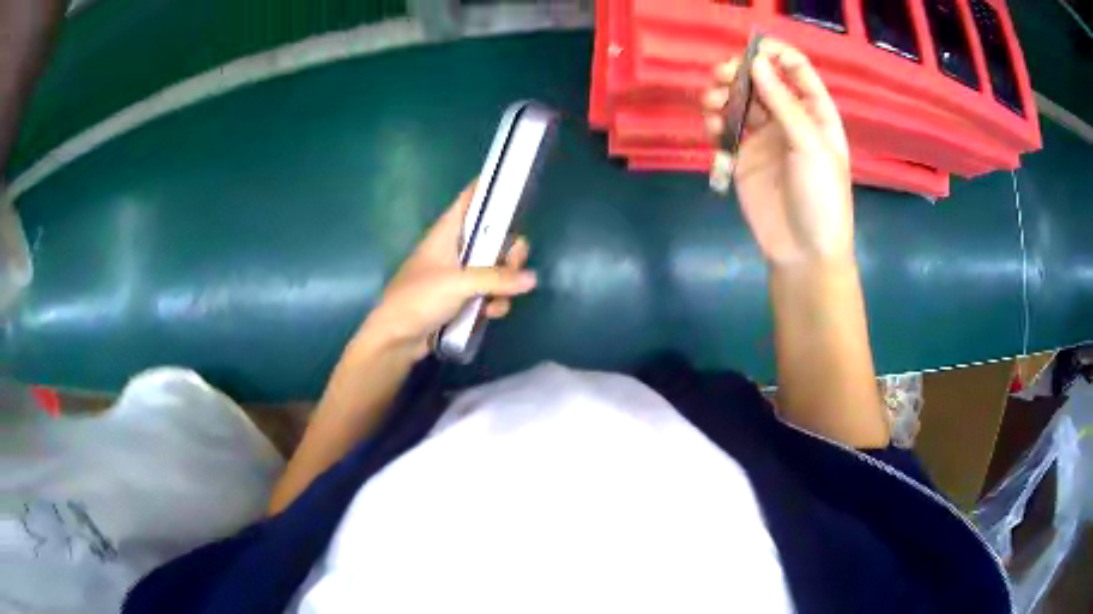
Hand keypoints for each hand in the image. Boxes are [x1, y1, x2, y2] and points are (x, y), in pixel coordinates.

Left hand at [357, 181, 536, 357]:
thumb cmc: (418, 299)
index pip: (469, 200)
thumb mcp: (458, 284)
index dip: (489, 189)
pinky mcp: (461, 299)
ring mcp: (459, 275)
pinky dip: (494, 301)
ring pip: (494, 268)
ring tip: (500, 298)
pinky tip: (490, 313)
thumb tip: (532, 278)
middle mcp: (455, 249)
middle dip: (508, 250)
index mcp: (447, 233)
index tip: (515, 185)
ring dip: (504, 282)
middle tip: (514, 262)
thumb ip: (496, 279)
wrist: (396, 339)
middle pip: (492, 237)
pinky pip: (488, 293)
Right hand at [702, 37, 854, 267]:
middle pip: (761, 80)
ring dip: (722, 95)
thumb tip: (756, 61)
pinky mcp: (743, 156)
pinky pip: (725, 128)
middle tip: (721, 76)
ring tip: (711, 104)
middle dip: (739, 73)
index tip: (750, 51)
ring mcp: (764, 136)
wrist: (804, 252)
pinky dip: (715, 122)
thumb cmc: (821, 197)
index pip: (795, 69)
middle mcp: (789, 118)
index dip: (774, 54)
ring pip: (739, 101)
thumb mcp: (810, 146)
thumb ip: (783, 103)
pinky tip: (713, 129)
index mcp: (814, 112)